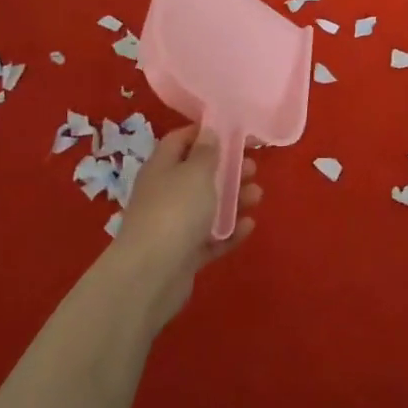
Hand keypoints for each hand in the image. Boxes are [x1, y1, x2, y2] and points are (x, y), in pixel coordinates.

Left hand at [112, 124, 259, 329]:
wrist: (151, 275)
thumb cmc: (175, 211)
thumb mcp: (196, 172)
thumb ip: (207, 152)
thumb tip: (209, 133)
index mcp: (162, 166)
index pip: (181, 140)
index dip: (206, 133)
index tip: (235, 131)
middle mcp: (165, 193)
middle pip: (198, 174)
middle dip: (227, 169)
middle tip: (253, 167)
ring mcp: (173, 225)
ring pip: (207, 207)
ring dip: (233, 200)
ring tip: (257, 196)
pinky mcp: (183, 254)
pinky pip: (210, 238)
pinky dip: (228, 231)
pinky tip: (248, 227)